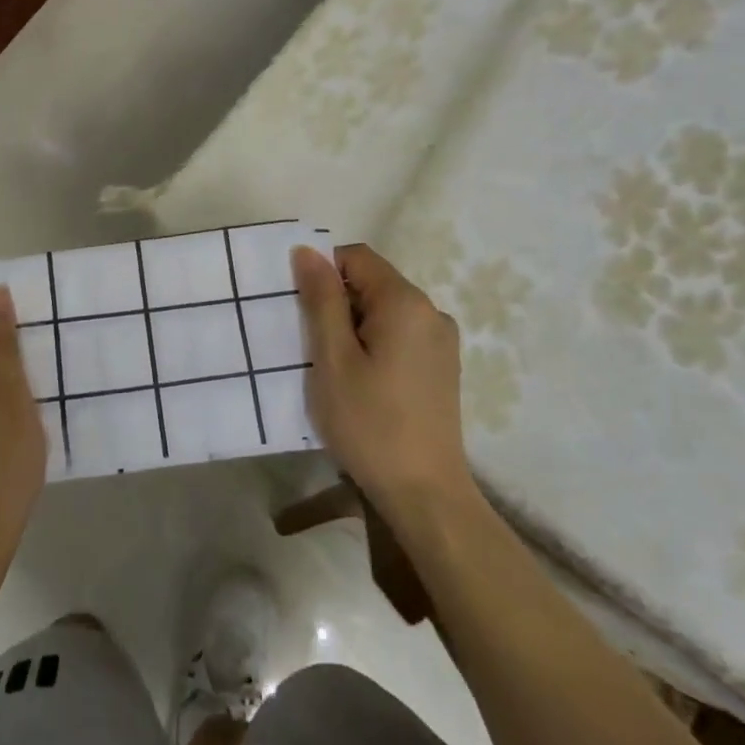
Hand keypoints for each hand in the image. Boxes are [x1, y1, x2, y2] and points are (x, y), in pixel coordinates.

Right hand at [291, 244, 476, 527]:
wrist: (423, 492)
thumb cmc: (369, 422)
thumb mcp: (333, 358)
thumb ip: (322, 299)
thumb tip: (307, 251)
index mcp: (406, 302)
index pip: (357, 257)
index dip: (324, 272)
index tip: (302, 310)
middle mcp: (432, 312)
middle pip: (373, 282)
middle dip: (337, 302)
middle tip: (313, 345)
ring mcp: (442, 341)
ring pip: (385, 310)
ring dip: (354, 326)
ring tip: (335, 368)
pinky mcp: (443, 366)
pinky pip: (400, 334)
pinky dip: (374, 344)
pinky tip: (363, 382)